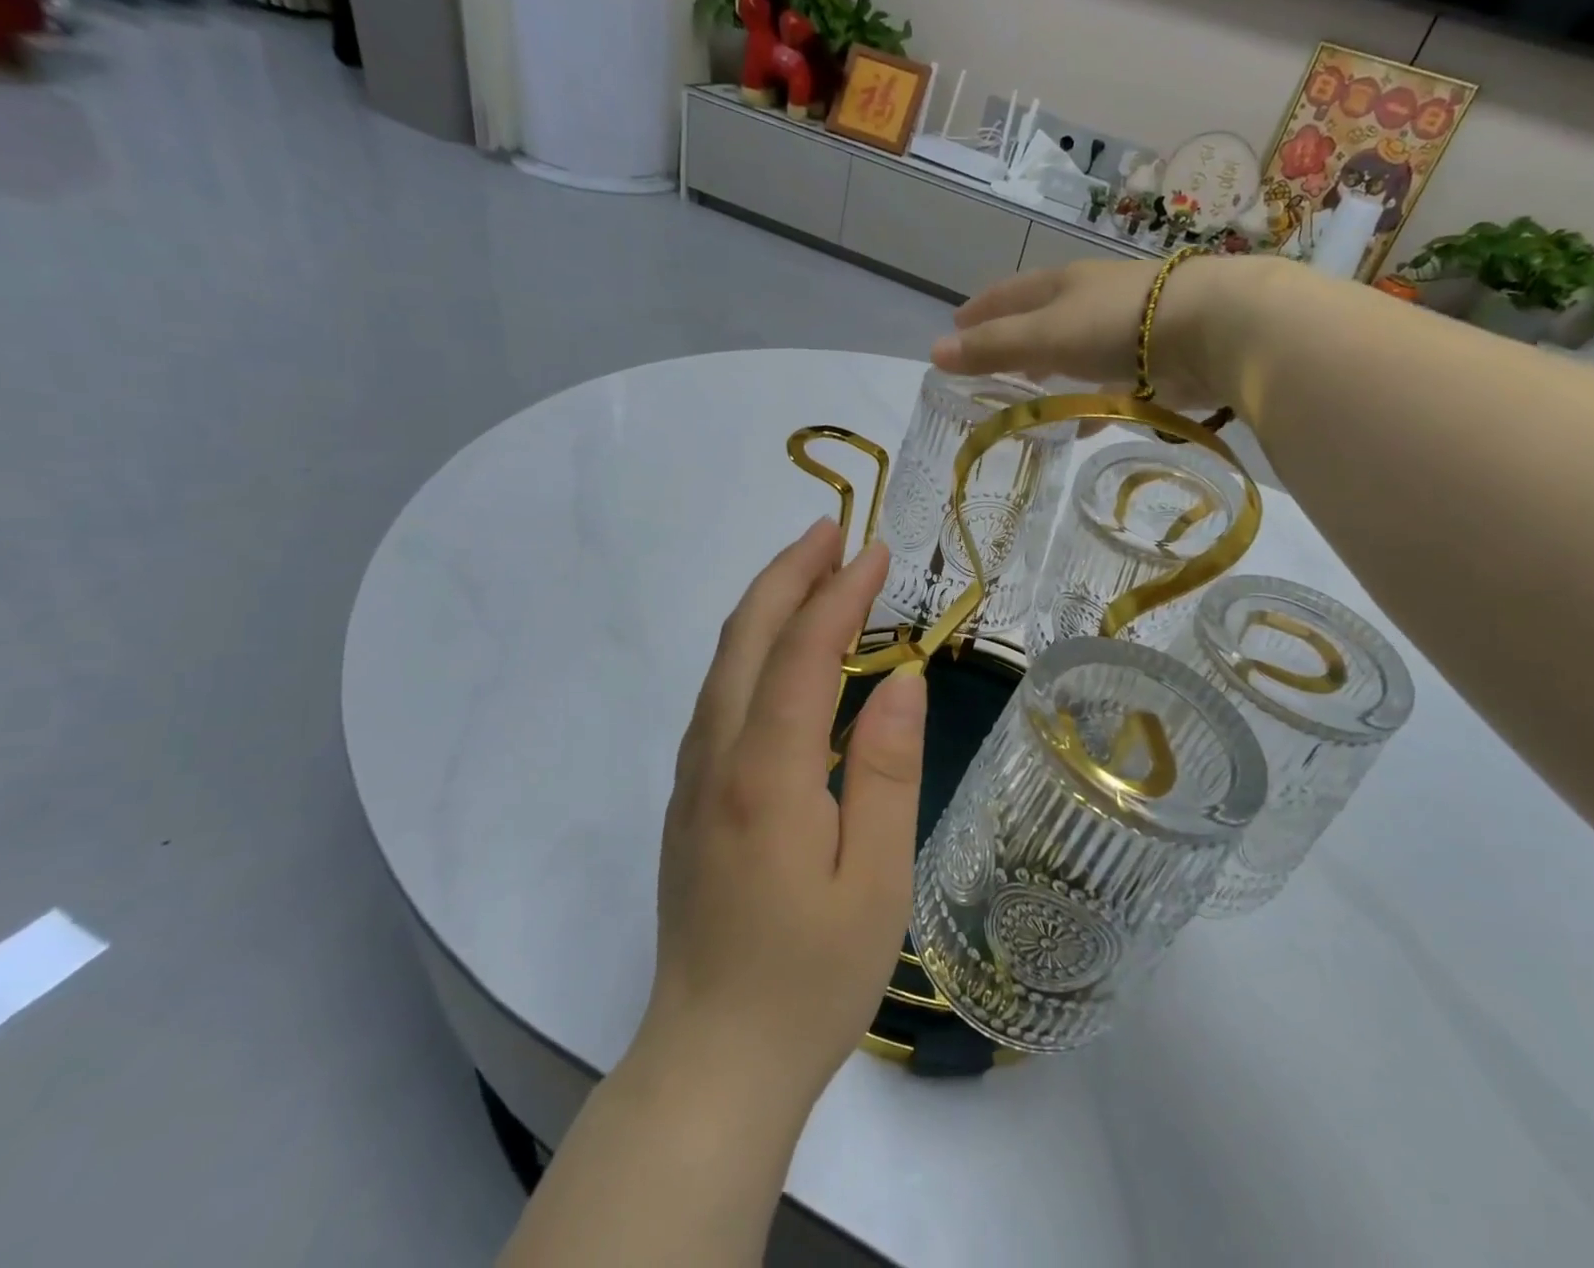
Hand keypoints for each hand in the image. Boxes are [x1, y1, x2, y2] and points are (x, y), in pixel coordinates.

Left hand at [636, 519, 926, 1120]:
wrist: (713, 1061)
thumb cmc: (810, 977)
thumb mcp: (876, 879)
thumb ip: (886, 769)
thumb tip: (903, 679)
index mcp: (766, 774)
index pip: (802, 653)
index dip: (839, 594)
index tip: (876, 552)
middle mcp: (716, 758)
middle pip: (746, 638)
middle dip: (789, 574)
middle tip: (832, 532)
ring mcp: (693, 777)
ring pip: (723, 663)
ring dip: (766, 604)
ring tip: (811, 570)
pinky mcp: (690, 798)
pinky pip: (718, 695)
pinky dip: (751, 647)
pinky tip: (778, 648)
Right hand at [930, 255, 1275, 409]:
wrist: (1211, 329)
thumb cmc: (1117, 324)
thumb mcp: (1044, 336)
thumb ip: (993, 347)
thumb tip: (935, 353)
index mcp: (1063, 286)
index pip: (1009, 294)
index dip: (980, 309)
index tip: (955, 324)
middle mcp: (1091, 302)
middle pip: (1043, 319)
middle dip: (1015, 338)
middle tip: (990, 359)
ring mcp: (1125, 331)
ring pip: (1075, 351)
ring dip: (1052, 369)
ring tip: (1031, 389)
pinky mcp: (1153, 363)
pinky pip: (1107, 384)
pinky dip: (1089, 401)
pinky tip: (1083, 422)